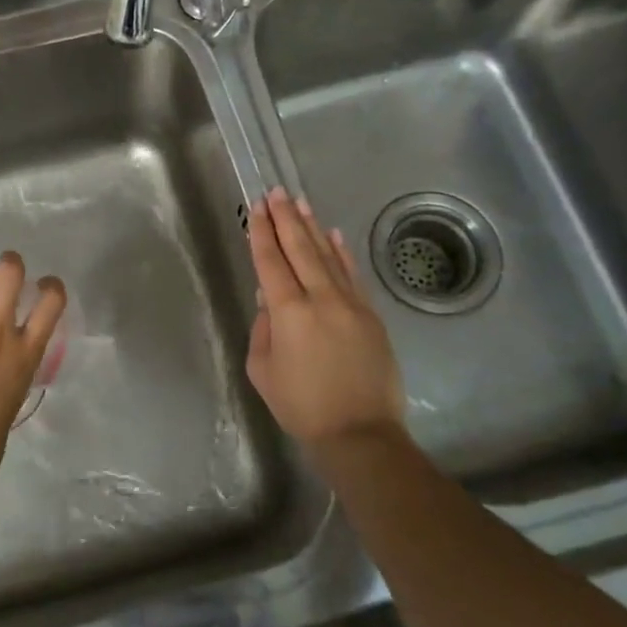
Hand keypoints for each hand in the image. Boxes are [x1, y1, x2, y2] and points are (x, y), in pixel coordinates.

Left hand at [0, 251, 67, 486]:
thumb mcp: (15, 396)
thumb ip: (15, 366)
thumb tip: (8, 354)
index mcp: (26, 354)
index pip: (51, 302)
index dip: (50, 286)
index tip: (43, 285)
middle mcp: (0, 334)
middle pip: (11, 276)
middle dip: (9, 263)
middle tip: (2, 267)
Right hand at [246, 187, 404, 446]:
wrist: (360, 433)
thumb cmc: (301, 406)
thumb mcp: (263, 371)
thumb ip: (263, 330)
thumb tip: (270, 301)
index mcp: (289, 312)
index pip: (271, 262)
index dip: (261, 233)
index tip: (255, 208)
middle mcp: (320, 298)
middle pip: (300, 249)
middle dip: (285, 219)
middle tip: (276, 192)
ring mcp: (350, 304)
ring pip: (327, 256)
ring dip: (312, 227)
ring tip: (300, 203)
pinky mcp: (370, 315)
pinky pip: (352, 275)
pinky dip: (341, 252)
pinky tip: (333, 234)